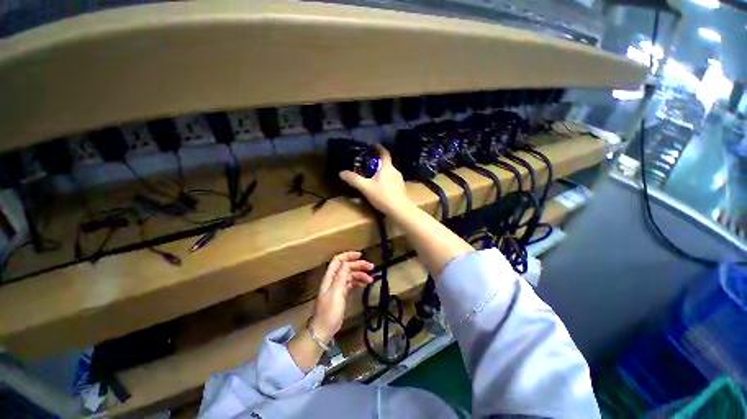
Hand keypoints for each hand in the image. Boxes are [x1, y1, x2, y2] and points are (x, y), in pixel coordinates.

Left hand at [310, 251, 373, 342]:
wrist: (324, 328)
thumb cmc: (329, 311)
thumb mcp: (335, 293)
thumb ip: (340, 277)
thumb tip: (346, 263)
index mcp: (330, 277)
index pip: (338, 260)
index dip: (348, 255)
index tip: (360, 255)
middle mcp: (334, 279)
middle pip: (347, 267)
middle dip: (359, 265)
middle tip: (371, 267)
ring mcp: (338, 286)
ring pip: (350, 275)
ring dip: (360, 274)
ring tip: (370, 278)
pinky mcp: (342, 293)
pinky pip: (351, 283)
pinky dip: (358, 281)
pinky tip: (365, 283)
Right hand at [339, 144, 413, 216]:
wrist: (400, 210)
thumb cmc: (383, 196)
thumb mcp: (366, 187)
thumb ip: (354, 179)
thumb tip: (341, 173)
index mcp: (387, 167)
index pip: (384, 152)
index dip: (378, 147)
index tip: (372, 145)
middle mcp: (395, 171)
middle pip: (385, 163)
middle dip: (376, 162)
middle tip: (366, 164)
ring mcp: (399, 180)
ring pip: (388, 172)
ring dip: (380, 172)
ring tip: (371, 176)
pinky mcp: (400, 188)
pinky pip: (391, 180)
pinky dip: (384, 180)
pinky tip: (379, 187)